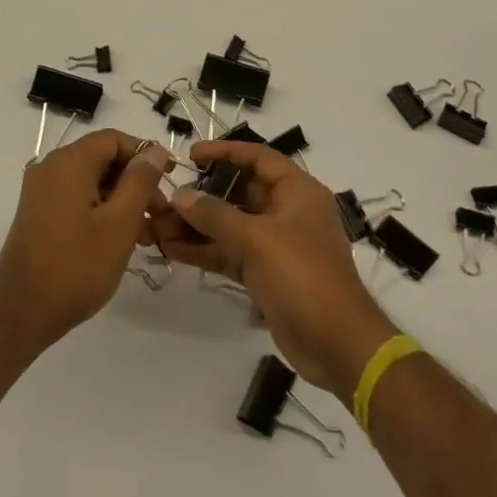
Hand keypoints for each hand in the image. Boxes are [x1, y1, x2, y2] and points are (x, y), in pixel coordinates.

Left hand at [0, 129, 172, 354]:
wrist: (22, 313)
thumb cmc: (77, 266)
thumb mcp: (119, 223)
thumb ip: (140, 182)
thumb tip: (154, 150)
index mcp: (68, 163)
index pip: (114, 139)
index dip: (145, 153)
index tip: (171, 177)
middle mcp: (50, 168)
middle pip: (102, 159)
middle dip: (136, 181)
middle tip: (161, 213)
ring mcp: (41, 192)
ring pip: (91, 182)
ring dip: (122, 200)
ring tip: (147, 233)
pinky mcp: (38, 214)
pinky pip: (77, 199)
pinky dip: (102, 210)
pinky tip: (121, 239)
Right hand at [150, 141, 398, 397]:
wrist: (337, 345)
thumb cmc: (303, 277)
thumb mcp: (257, 239)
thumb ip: (215, 215)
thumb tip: (180, 196)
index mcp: (297, 191)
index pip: (258, 158)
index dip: (224, 152)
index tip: (190, 155)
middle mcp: (287, 212)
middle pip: (240, 191)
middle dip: (203, 194)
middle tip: (167, 195)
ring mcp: (276, 244)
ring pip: (231, 224)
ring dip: (198, 224)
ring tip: (159, 224)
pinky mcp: (266, 274)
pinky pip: (230, 252)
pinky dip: (205, 250)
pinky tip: (172, 249)